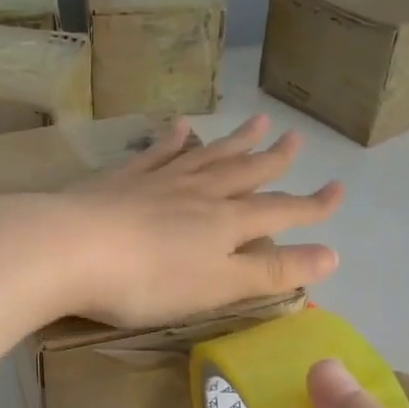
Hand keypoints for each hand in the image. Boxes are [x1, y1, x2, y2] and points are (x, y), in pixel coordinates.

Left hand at [62, 114, 340, 325]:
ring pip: (206, 155)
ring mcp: (158, 180)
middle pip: (244, 172)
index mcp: (224, 223)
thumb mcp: (218, 286)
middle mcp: (198, 192)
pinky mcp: (121, 178)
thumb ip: (271, 271)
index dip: (312, 205)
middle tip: (295, 137)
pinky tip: (181, 125)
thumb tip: (332, 256)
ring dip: (233, 140)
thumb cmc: (148, 280)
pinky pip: (155, 152)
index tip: (338, 190)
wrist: (71, 248)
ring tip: (257, 121)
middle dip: (273, 159)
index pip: (280, 211)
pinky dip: (172, 139)